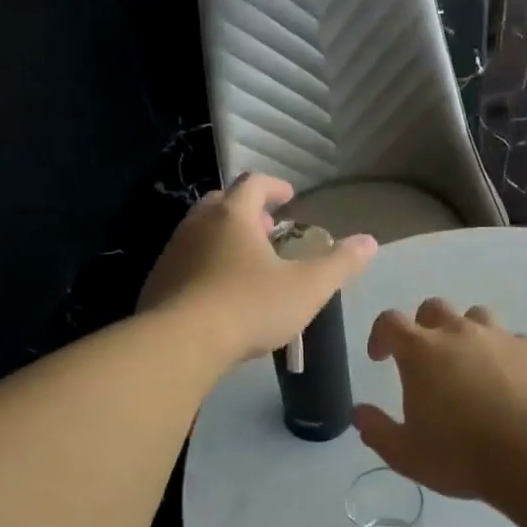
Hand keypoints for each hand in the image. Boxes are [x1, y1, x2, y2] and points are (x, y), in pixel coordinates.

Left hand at [138, 172, 375, 365]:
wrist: (180, 344)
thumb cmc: (249, 306)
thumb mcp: (307, 287)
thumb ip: (340, 263)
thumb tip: (369, 241)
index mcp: (233, 215)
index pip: (254, 183)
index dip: (275, 187)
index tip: (290, 198)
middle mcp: (197, 224)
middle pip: (222, 202)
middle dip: (246, 211)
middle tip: (267, 229)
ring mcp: (172, 252)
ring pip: (200, 232)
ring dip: (224, 238)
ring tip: (246, 263)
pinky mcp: (157, 282)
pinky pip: (185, 262)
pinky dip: (205, 265)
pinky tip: (219, 293)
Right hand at [353, 298, 526, 500]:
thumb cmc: (461, 455)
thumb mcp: (406, 454)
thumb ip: (377, 430)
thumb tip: (359, 412)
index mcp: (421, 351)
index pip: (389, 322)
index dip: (380, 334)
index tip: (380, 357)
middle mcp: (459, 332)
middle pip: (433, 308)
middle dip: (423, 327)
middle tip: (426, 359)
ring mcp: (500, 337)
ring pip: (476, 316)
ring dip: (466, 333)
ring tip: (469, 364)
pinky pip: (513, 341)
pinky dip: (504, 354)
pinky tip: (509, 381)